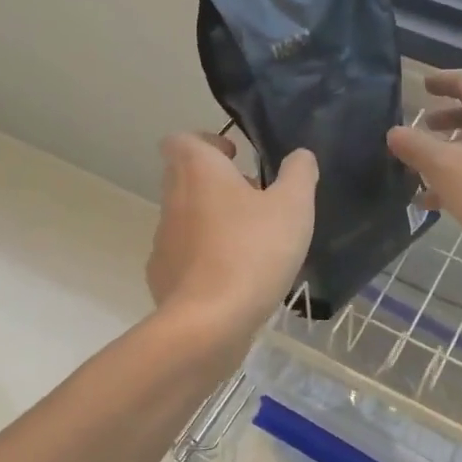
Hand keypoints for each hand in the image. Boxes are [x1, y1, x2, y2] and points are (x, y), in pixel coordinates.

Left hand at [147, 133, 317, 349]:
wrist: (209, 322)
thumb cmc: (253, 251)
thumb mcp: (293, 207)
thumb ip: (299, 174)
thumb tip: (300, 156)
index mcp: (198, 171)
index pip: (182, 139)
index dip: (208, 142)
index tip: (236, 158)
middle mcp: (173, 199)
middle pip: (185, 177)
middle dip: (217, 183)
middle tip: (255, 199)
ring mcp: (163, 240)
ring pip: (186, 217)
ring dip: (213, 220)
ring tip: (252, 242)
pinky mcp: (162, 276)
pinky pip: (185, 255)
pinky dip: (205, 258)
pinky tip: (235, 278)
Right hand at [387, 71, 461, 285]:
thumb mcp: (444, 167)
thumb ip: (416, 147)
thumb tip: (394, 132)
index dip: (444, 80)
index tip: (424, 86)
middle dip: (444, 120)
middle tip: (421, 127)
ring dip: (448, 152)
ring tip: (419, 169)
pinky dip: (458, 178)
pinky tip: (434, 203)